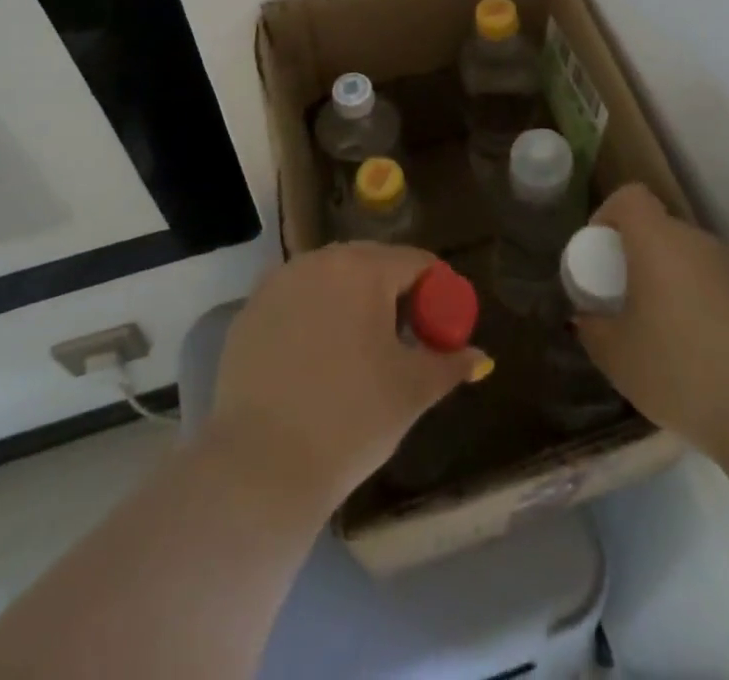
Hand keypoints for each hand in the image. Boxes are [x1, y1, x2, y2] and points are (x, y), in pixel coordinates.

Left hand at [209, 242, 485, 510]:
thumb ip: (450, 364)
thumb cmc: (352, 419)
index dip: (437, 292)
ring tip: (358, 352)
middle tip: (403, 341)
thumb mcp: (412, 391)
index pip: (416, 262)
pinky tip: (314, 362)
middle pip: (370, 264)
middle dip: (393, 294)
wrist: (262, 466)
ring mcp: (277, 283)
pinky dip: (312, 318)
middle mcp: (318, 261)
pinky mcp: (248, 312)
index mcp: (363, 268)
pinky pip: (295, 301)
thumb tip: (479, 357)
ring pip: (329, 280)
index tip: (441, 328)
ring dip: (350, 303)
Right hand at [574, 183, 728, 454]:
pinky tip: (697, 351)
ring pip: (689, 258)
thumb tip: (587, 318)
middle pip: (660, 228)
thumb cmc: (679, 371)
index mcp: (658, 241)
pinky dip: (698, 303)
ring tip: (659, 330)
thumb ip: (593, 329)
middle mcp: (698, 242)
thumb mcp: (617, 357)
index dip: (608, 214)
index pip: (631, 197)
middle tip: (624, 297)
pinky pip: (714, 285)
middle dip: (637, 255)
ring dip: (669, 280)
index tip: (599, 252)